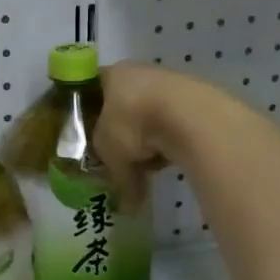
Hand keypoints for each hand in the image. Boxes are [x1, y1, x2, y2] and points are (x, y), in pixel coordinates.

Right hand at [93, 62, 215, 206]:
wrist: (190, 117)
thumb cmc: (133, 124)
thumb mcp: (109, 152)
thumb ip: (112, 174)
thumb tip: (125, 206)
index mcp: (111, 75)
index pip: (90, 92)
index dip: (86, 116)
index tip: (85, 138)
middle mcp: (138, 73)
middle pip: (121, 106)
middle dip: (120, 134)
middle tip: (117, 158)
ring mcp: (169, 84)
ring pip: (149, 117)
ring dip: (147, 140)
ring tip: (146, 166)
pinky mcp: (194, 100)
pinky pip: (173, 125)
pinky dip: (169, 142)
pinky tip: (168, 160)